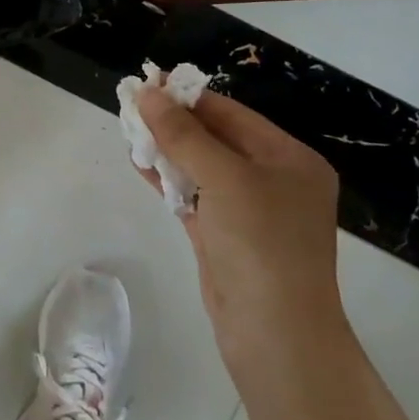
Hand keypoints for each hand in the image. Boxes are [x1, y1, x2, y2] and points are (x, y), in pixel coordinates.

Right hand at [137, 86, 343, 369]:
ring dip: (167, 149)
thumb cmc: (261, 244)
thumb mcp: (224, 178)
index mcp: (290, 159)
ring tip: (129, 129)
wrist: (276, 337)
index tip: (148, 82)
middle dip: (174, 123)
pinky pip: (193, 196)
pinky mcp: (225, 237)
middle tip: (131, 104)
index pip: (233, 114)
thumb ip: (183, 134)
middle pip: (216, 138)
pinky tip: (138, 163)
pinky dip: (167, 180)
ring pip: (201, 167)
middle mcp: (273, 180)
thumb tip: (148, 93)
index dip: (188, 97)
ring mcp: (249, 211)